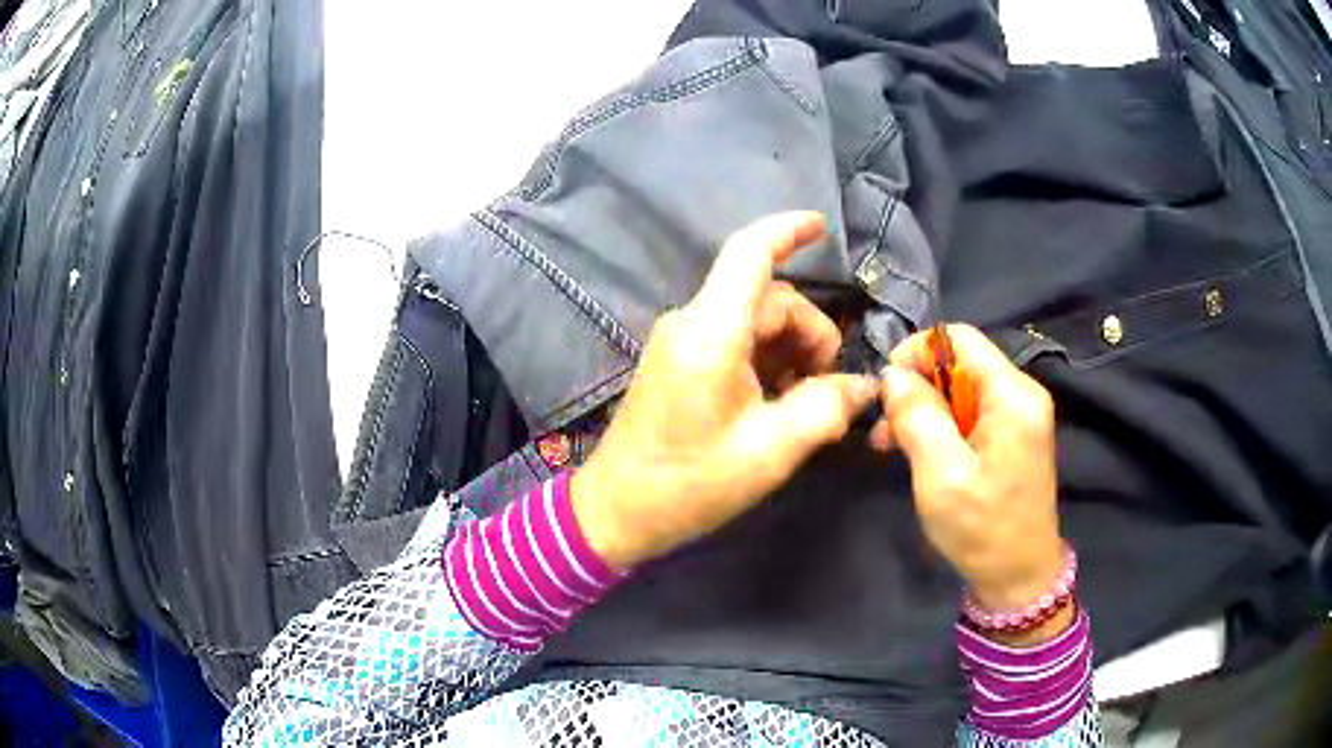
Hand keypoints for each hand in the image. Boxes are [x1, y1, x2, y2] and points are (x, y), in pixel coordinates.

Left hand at [571, 212, 878, 570]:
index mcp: (711, 333)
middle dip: (810, 334)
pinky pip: (735, 342)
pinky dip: (767, 361)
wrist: (616, 511)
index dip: (788, 231)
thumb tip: (865, 385)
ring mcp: (681, 342)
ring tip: (803, 403)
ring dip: (791, 351)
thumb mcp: (770, 451)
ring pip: (755, 320)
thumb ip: (825, 408)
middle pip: (769, 298)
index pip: (749, 253)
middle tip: (828, 390)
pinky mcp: (679, 362)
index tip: (823, 227)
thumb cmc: (689, 484)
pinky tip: (778, 403)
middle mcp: (692, 323)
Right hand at [872, 325, 1064, 628]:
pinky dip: (942, 427)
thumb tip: (893, 374)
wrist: (1020, 577)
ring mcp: (1021, 416)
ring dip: (925, 411)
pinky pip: (972, 413)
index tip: (886, 389)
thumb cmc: (983, 529)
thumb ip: (917, 417)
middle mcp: (1022, 394)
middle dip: (917, 389)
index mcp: (1013, 395)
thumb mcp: (941, 475)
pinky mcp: (1014, 437)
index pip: (959, 338)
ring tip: (891, 446)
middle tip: (883, 430)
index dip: (916, 352)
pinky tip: (920, 454)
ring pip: (962, 389)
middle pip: (960, 363)